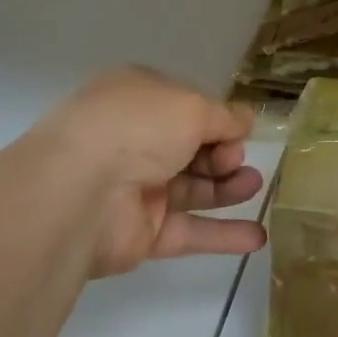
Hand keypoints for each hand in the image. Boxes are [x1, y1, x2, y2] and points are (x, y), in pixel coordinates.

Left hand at [23, 68, 266, 277]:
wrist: (79, 192)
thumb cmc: (137, 128)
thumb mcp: (192, 106)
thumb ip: (225, 116)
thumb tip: (247, 120)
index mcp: (140, 99)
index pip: (188, 107)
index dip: (218, 119)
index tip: (240, 131)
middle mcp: (137, 140)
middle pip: (194, 148)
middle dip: (224, 153)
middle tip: (235, 160)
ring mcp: (138, 188)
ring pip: (194, 188)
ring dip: (229, 188)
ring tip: (255, 188)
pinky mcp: (143, 233)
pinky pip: (190, 231)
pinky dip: (223, 234)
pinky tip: (258, 237)